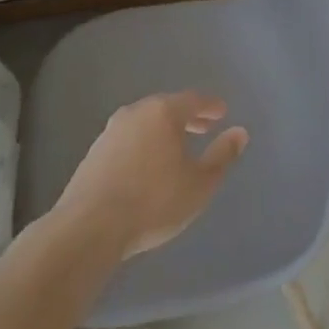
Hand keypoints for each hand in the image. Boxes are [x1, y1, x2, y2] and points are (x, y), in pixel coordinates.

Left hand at [55, 91, 248, 257]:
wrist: (88, 228)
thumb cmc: (153, 202)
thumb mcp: (199, 183)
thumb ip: (222, 156)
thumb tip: (240, 133)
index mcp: (163, 112)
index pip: (194, 100)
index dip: (211, 106)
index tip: (222, 113)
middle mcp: (136, 112)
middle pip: (167, 107)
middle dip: (187, 117)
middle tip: (203, 128)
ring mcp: (110, 131)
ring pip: (145, 123)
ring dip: (163, 131)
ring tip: (176, 149)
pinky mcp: (93, 153)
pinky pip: (128, 139)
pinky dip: (144, 144)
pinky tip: (147, 165)